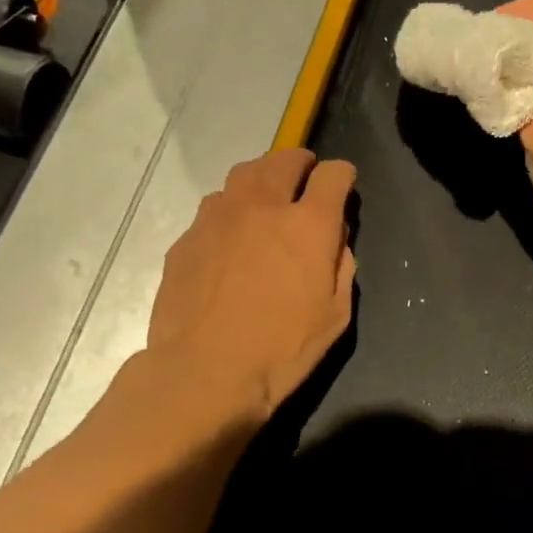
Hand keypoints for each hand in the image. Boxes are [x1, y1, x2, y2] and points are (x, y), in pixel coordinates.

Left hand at [148, 149, 357, 418]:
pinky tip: (231, 233)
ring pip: (242, 175)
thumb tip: (335, 241)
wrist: (204, 372)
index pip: (332, 176)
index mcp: (307, 225)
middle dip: (300, 161)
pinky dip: (230, 209)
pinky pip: (213, 208)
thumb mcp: (334, 316)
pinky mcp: (187, 238)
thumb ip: (341, 268)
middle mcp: (263, 207)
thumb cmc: (281, 350)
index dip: (342, 174)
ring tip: (266, 194)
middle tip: (305, 172)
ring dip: (262, 177)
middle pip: (283, 161)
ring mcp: (218, 218)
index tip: (344, 182)